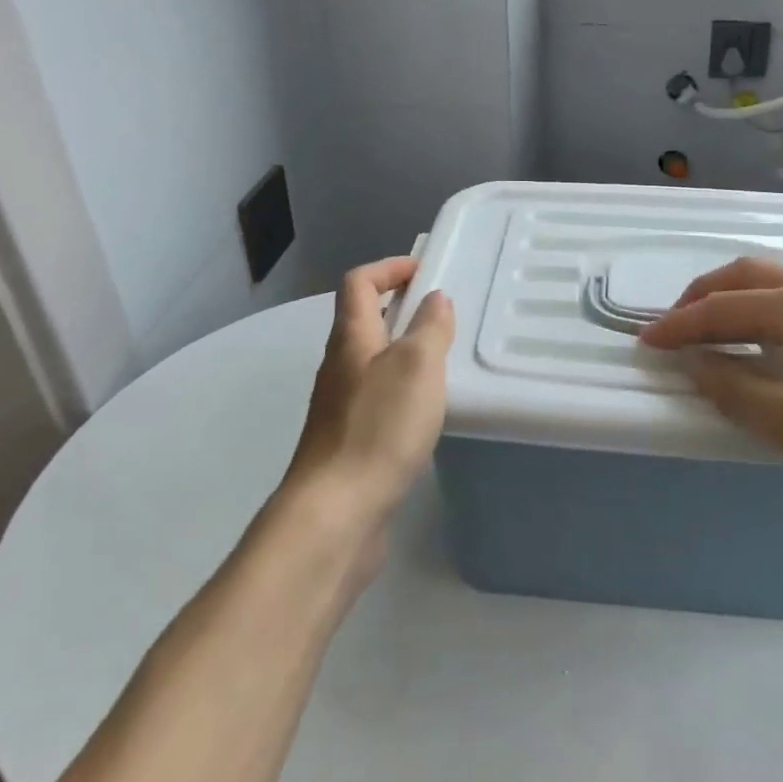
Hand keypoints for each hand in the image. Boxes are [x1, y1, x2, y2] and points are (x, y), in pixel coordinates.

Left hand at [282, 257, 454, 534]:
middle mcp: (339, 366)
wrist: (337, 513)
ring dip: (405, 350)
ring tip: (445, 360)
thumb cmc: (379, 427)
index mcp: (350, 338)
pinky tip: (429, 409)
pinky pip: (378, 397)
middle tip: (444, 315)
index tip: (426, 271)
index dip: (389, 268)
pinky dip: (403, 389)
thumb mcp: (417, 366)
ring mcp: (341, 406)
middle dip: (402, 308)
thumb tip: (434, 299)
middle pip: (363, 320)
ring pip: (373, 360)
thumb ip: (430, 327)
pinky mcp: (350, 440)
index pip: (358, 282)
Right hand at [639, 257, 782, 515]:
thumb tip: (696, 362)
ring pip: (782, 284)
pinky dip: (771, 310)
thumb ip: (736, 388)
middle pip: (750, 276)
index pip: (723, 307)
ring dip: (739, 300)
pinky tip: (777, 343)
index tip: (645, 342)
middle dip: (705, 295)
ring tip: (718, 332)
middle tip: (676, 325)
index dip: (679, 325)